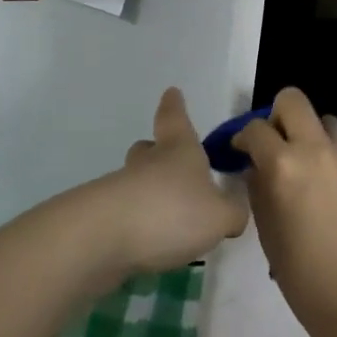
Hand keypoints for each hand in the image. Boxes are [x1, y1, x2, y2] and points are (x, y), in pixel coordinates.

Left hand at [100, 88, 250, 277]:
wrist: (105, 237)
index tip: (171, 92)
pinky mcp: (102, 219)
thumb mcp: (219, 216)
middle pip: (148, 148)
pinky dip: (137, 224)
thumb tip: (234, 211)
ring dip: (149, 193)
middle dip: (157, 152)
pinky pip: (125, 214)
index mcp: (178, 149)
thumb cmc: (172, 211)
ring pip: (135, 181)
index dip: (175, 105)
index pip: (175, 117)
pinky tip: (149, 245)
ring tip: (168, 218)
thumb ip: (233, 212)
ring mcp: (120, 189)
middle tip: (169, 165)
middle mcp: (147, 162)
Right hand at [234, 87, 336, 327]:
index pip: (256, 129)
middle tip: (279, 144)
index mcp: (284, 165)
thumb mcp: (267, 232)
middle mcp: (319, 150)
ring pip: (329, 124)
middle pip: (294, 101)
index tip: (244, 151)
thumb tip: (258, 167)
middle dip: (280, 116)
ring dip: (316, 139)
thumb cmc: (304, 277)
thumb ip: (259, 189)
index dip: (244, 138)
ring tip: (316, 172)